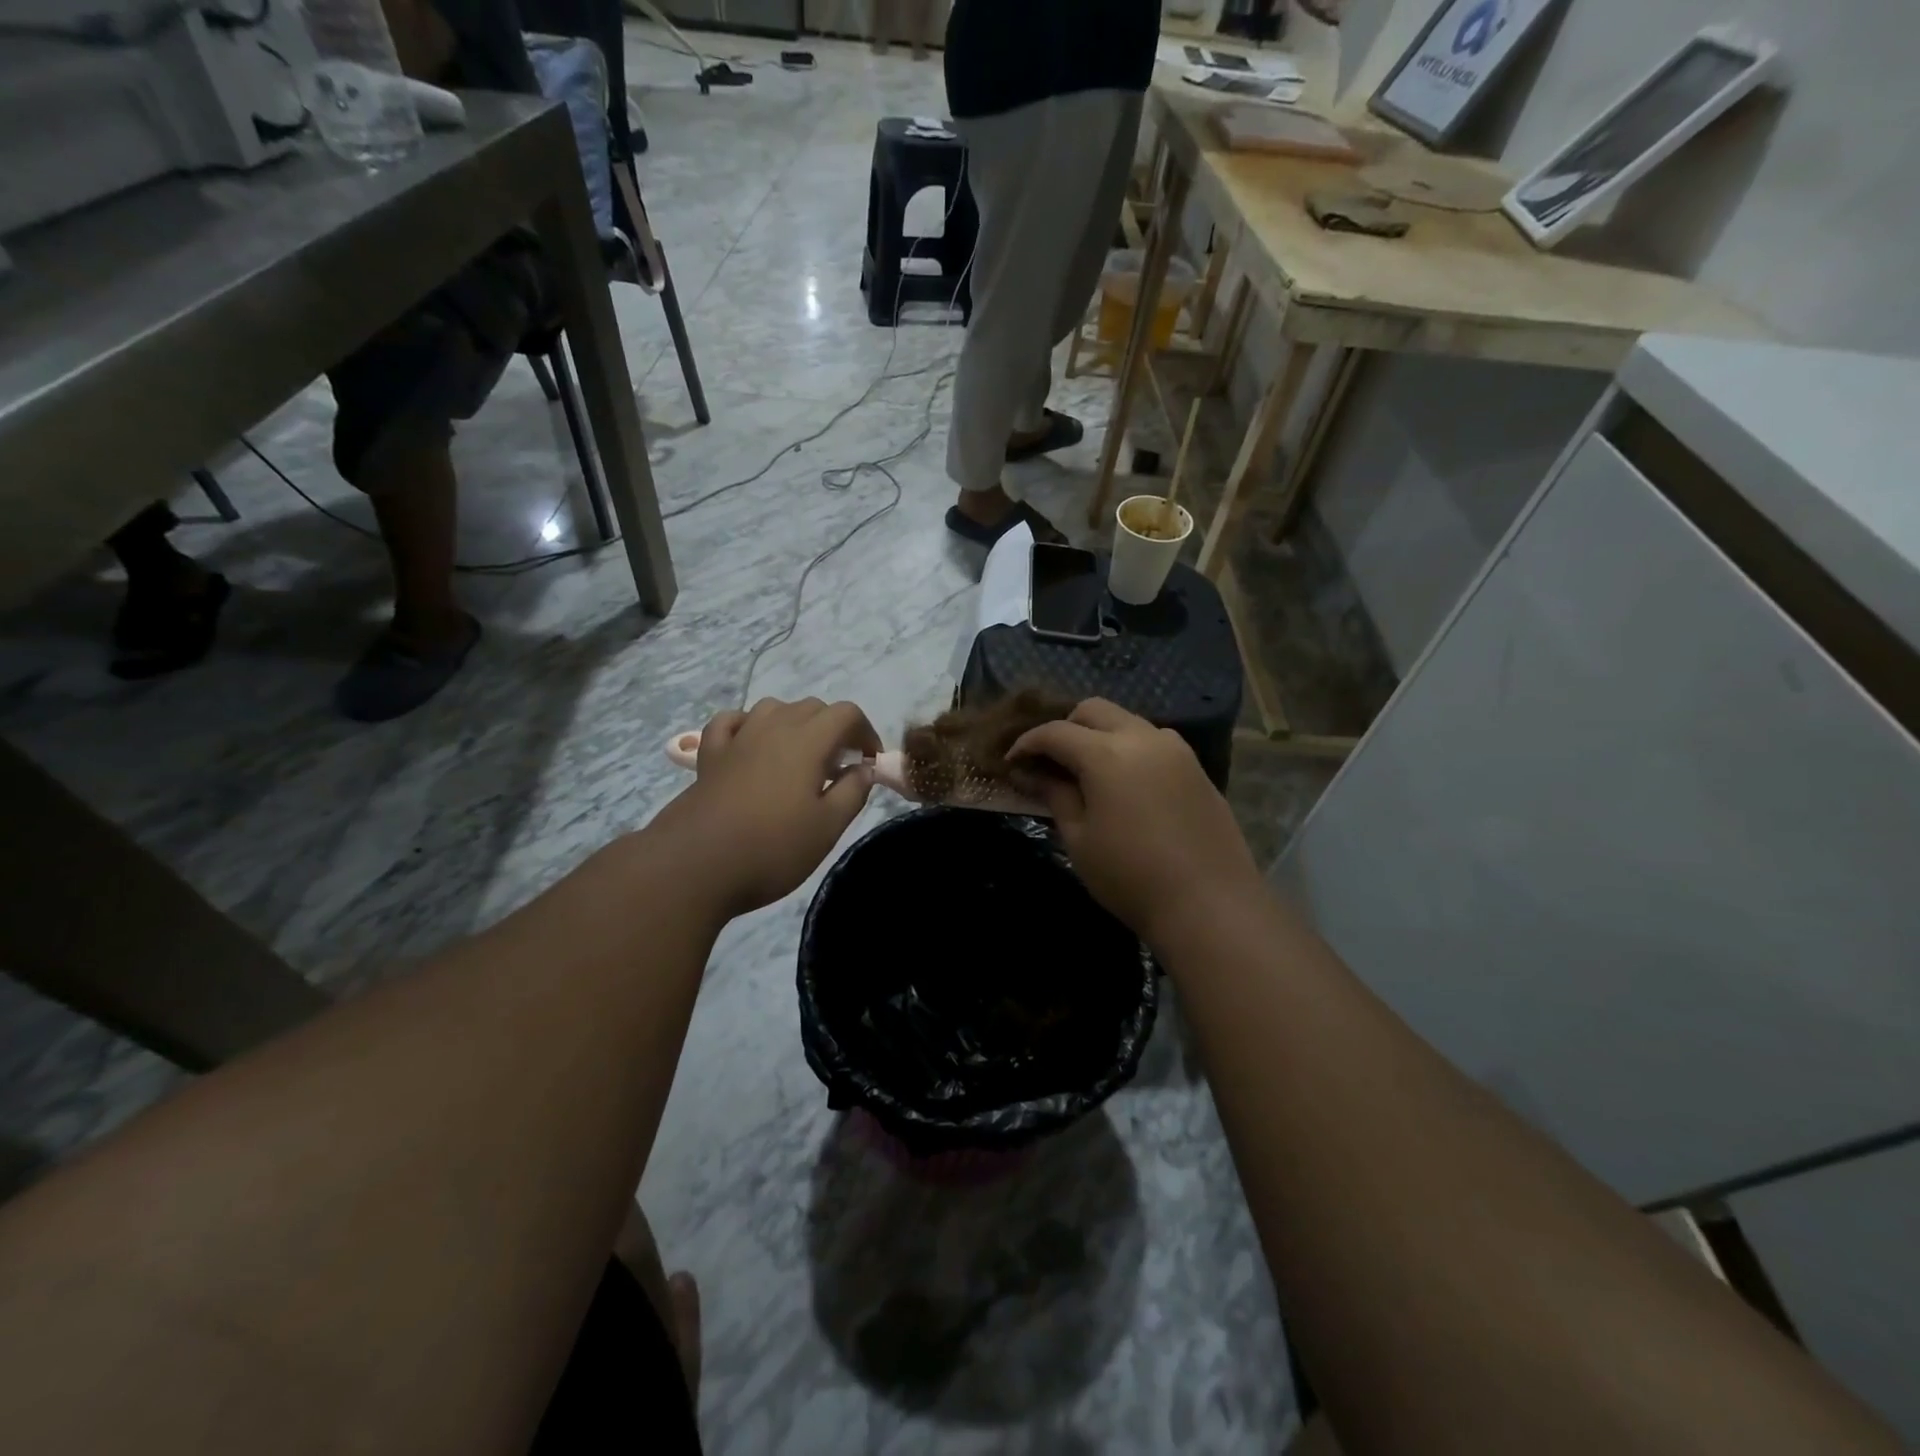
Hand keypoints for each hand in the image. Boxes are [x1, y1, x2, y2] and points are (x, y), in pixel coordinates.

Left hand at [655, 698, 880, 916]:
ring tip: (799, 756)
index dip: (865, 732)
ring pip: (772, 708)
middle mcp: (772, 728)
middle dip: (834, 728)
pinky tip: (751, 744)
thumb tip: (864, 769)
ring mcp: (737, 738)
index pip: (846, 714)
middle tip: (839, 767)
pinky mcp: (709, 755)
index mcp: (807, 741)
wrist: (696, 865)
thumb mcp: (827, 827)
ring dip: (794, 723)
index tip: (870, 762)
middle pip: (812, 707)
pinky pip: (731, 722)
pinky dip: (747, 725)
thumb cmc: (772, 848)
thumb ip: (852, 792)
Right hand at [1009, 699, 1262, 945]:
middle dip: (1064, 727)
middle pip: (1094, 710)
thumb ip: (1054, 795)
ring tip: (1087, 772)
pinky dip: (1130, 749)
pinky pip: (1154, 742)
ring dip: (1100, 734)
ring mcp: (1176, 750)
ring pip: (1127, 721)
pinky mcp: (1197, 768)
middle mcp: (1143, 737)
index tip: (1011, 763)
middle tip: (1049, 762)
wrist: (1210, 905)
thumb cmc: (1130, 876)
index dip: (1027, 744)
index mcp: (1107, 753)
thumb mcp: (1079, 838)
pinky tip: (1125, 784)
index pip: (1055, 732)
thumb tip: (1028, 774)